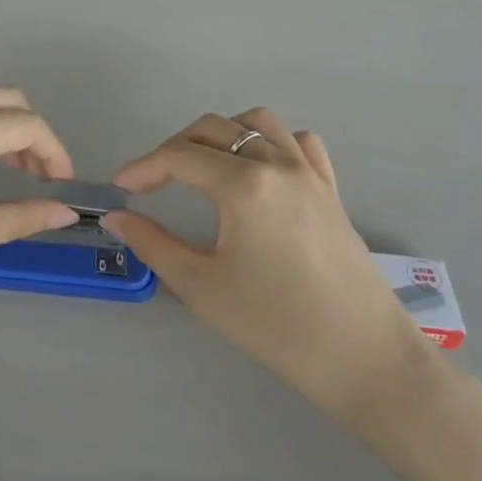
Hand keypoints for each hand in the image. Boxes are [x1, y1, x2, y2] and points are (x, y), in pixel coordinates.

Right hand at [102, 109, 428, 422]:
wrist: (363, 357)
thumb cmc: (275, 325)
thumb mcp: (202, 287)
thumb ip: (152, 244)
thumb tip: (118, 217)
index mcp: (243, 184)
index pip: (178, 156)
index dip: (142, 167)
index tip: (120, 189)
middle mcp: (276, 163)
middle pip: (213, 129)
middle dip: (173, 148)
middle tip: (152, 183)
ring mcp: (309, 172)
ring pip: (256, 123)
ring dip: (220, 134)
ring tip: (201, 167)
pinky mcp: (330, 189)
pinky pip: (298, 141)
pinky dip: (269, 141)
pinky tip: (258, 169)